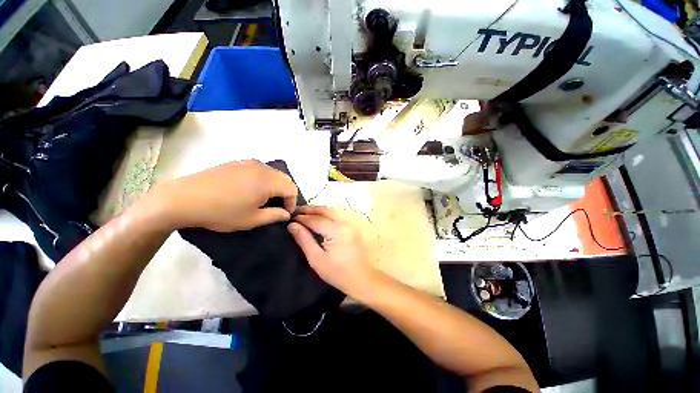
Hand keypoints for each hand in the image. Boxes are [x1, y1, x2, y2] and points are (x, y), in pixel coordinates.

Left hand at [151, 160, 297, 231]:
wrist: (184, 199)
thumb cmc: (221, 212)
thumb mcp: (252, 219)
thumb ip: (274, 216)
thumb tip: (286, 214)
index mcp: (267, 181)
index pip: (292, 189)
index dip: (292, 202)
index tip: (284, 213)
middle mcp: (261, 167)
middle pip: (284, 178)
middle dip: (285, 193)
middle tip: (277, 206)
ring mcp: (248, 163)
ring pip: (272, 173)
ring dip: (275, 186)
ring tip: (264, 199)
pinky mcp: (236, 162)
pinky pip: (259, 169)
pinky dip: (263, 179)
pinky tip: (250, 189)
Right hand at [288, 206, 381, 300]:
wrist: (362, 279)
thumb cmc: (338, 273)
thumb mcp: (317, 259)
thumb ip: (304, 240)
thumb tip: (292, 226)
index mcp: (337, 231)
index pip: (316, 220)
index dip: (302, 218)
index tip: (290, 218)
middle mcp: (346, 223)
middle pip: (325, 210)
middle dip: (310, 209)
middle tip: (296, 211)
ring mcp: (351, 224)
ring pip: (332, 211)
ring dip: (318, 210)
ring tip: (305, 212)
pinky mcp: (353, 227)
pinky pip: (338, 215)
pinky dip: (327, 214)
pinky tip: (319, 217)